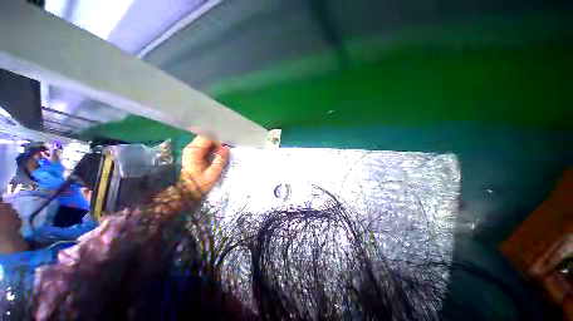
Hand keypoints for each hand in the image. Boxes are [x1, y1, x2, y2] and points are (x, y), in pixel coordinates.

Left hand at [180, 136, 228, 197]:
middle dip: (216, 144)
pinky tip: (213, 158)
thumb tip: (226, 148)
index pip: (207, 138)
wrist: (184, 192)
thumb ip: (220, 160)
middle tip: (222, 154)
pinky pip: (203, 147)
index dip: (217, 142)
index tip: (223, 152)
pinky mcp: (191, 154)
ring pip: (205, 142)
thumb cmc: (199, 184)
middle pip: (206, 138)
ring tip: (218, 156)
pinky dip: (210, 150)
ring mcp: (190, 150)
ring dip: (213, 147)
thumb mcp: (213, 173)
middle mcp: (190, 148)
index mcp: (194, 151)